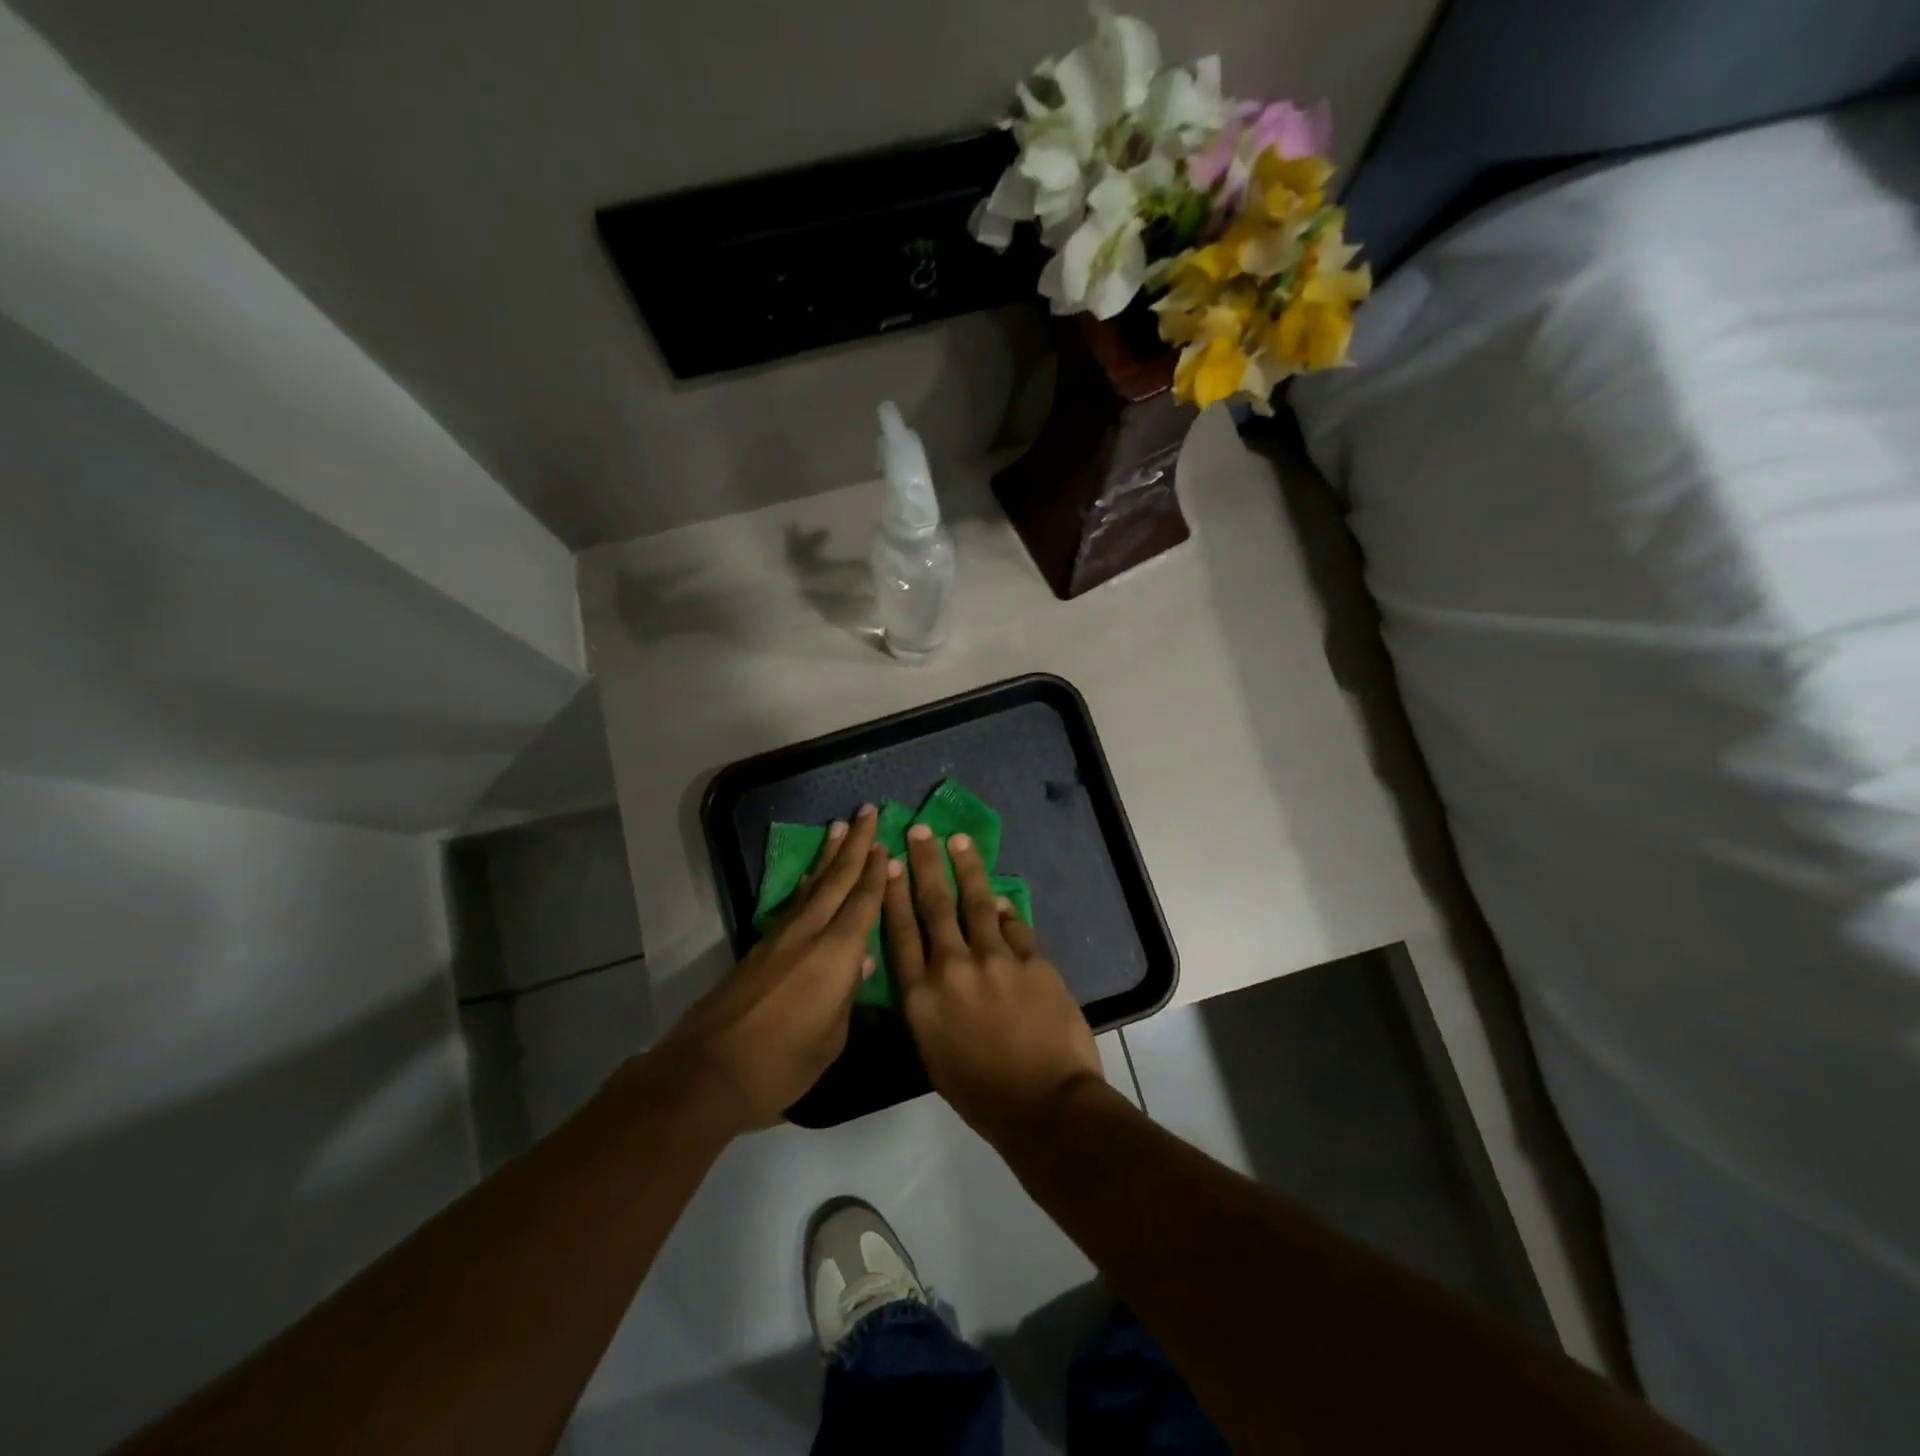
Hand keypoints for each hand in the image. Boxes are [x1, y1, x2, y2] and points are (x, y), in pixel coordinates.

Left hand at [649, 805, 889, 1134]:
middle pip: (836, 880)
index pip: (863, 902)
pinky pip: (794, 905)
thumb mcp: (831, 1038)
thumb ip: (847, 995)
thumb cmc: (782, 1063)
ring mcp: (780, 939)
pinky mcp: (758, 950)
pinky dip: (807, 885)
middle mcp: (809, 934)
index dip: (876, 872)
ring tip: (839, 829)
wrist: (708, 1071)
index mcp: (837, 953)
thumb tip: (860, 963)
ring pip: (812, 887)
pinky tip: (810, 880)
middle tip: (866, 811)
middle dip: (855, 844)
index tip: (886, 843)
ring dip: (828, 856)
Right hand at [884, 823, 1104, 1139]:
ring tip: (958, 841)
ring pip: (976, 902)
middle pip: (934, 905)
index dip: (893, 893)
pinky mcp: (1032, 960)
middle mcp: (953, 967)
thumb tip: (932, 966)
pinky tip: (999, 900)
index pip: (900, 931)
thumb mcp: (933, 1051)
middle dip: (925, 863)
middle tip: (919, 831)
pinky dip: (1004, 912)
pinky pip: (1014, 926)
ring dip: (966, 868)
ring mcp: (996, 959)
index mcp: (921, 995)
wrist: (1043, 1104)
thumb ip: (927, 1004)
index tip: (889, 863)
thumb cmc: (979, 1092)